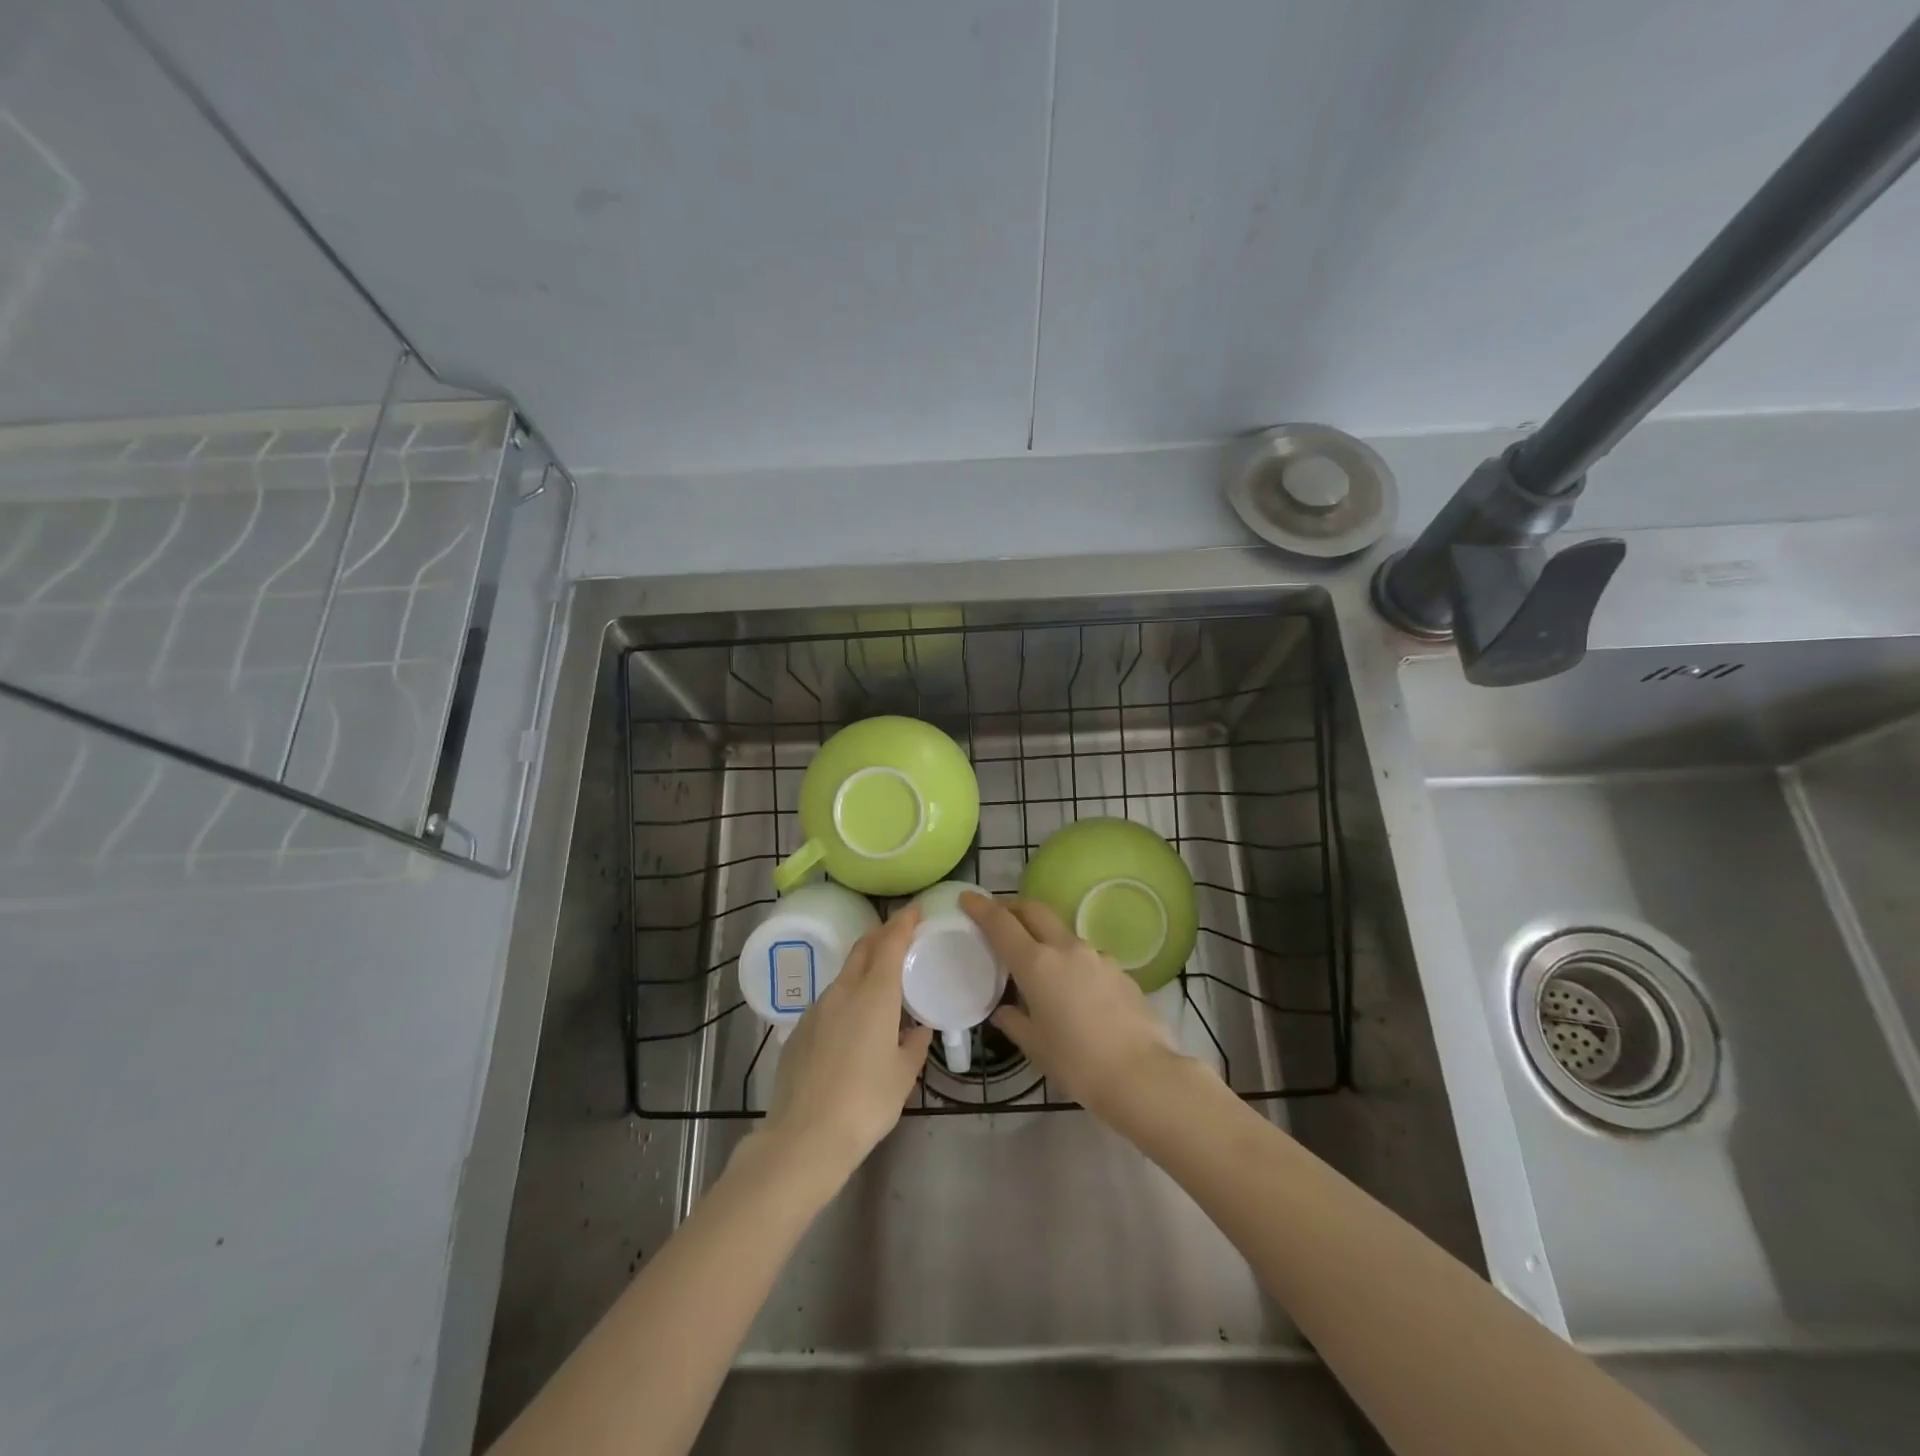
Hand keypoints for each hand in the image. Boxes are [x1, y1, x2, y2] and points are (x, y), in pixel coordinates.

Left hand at [756, 905, 932, 1186]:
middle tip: (900, 936)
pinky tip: (852, 1026)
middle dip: (882, 936)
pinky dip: (845, 999)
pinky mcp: (798, 1031)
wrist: (804, 1137)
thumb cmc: (865, 1103)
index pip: (890, 943)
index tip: (915, 910)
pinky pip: (828, 1003)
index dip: (903, 922)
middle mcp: (843, 992)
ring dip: (863, 969)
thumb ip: (914, 1046)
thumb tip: (918, 1029)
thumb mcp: (903, 1076)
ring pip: (844, 976)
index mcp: (874, 995)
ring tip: (880, 985)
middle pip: (863, 950)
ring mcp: (816, 1010)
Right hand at [961, 892, 1187, 1120]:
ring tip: (1037, 962)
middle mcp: (1066, 949)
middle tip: (999, 916)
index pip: (1002, 923)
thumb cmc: (1077, 1063)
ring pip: (1062, 933)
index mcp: (1037, 964)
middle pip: (1034, 911)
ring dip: (1044, 935)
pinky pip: (1086, 956)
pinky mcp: (1120, 970)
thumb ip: (1014, 1021)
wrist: (1142, 1074)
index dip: (982, 908)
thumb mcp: (1035, 1046)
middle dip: (1013, 907)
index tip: (968, 898)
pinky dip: (1071, 961)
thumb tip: (1005, 1010)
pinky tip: (1074, 990)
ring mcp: (1097, 956)